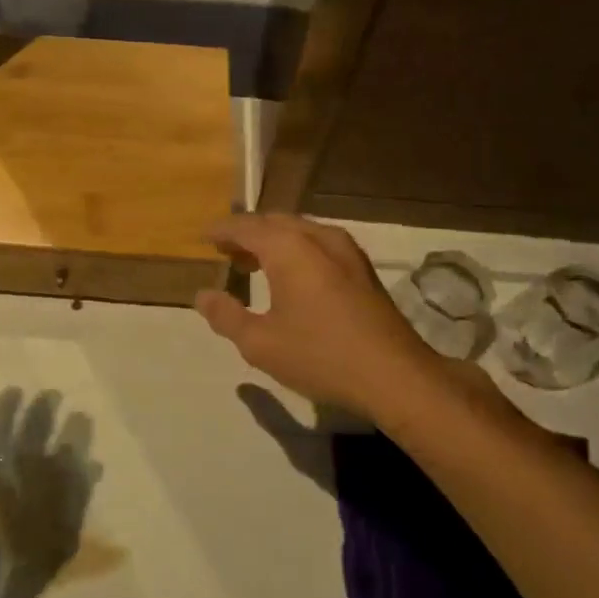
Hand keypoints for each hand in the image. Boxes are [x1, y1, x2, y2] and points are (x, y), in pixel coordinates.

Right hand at [195, 214, 438, 423]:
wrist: (395, 376)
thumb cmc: (320, 356)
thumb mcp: (260, 343)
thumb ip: (226, 316)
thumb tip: (203, 295)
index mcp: (289, 248)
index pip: (246, 227)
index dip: (222, 230)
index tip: (204, 237)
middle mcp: (318, 238)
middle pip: (274, 222)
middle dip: (247, 232)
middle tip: (226, 250)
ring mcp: (346, 250)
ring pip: (300, 230)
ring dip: (273, 240)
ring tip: (253, 262)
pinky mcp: (363, 268)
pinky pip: (319, 243)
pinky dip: (296, 249)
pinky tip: (292, 275)